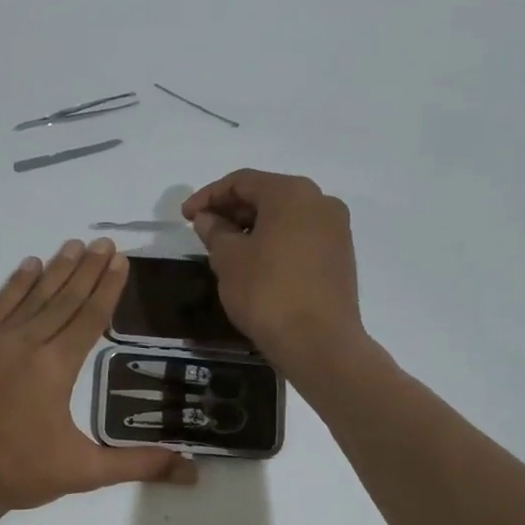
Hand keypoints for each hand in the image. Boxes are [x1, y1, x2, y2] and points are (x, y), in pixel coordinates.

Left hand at [0, 238, 196, 524]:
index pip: (89, 317)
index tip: (120, 260)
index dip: (108, 287)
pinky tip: (29, 266)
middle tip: (104, 242)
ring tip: (75, 245)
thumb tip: (191, 472)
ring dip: (56, 270)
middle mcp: (27, 344)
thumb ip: (137, 465)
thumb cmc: (19, 474)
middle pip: (64, 298)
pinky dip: (15, 284)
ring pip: (33, 296)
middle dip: (87, 269)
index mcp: (55, 367)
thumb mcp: (83, 472)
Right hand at [181, 169, 365, 374]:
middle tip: (203, 231)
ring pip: (285, 217)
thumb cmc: (267, 292)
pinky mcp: (340, 257)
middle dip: (231, 210)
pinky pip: (299, 237)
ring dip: (252, 227)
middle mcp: (320, 202)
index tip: (185, 217)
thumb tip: (208, 219)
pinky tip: (254, 263)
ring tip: (224, 249)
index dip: (208, 196)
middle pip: (267, 195)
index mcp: (292, 193)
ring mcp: (335, 230)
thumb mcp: (229, 259)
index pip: (242, 181)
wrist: (319, 342)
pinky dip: (273, 242)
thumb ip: (215, 231)